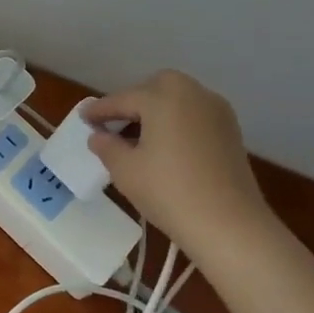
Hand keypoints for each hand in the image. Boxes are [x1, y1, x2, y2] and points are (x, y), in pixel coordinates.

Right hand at [84, 72, 272, 248]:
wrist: (229, 224)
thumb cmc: (169, 192)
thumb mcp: (125, 170)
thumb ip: (107, 146)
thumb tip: (98, 136)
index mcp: (162, 97)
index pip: (122, 99)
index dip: (99, 110)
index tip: (83, 118)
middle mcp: (192, 93)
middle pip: (154, 89)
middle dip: (132, 102)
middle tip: (114, 126)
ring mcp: (216, 110)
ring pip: (177, 100)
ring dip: (156, 112)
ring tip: (138, 139)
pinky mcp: (230, 130)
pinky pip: (194, 115)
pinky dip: (176, 122)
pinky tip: (165, 147)